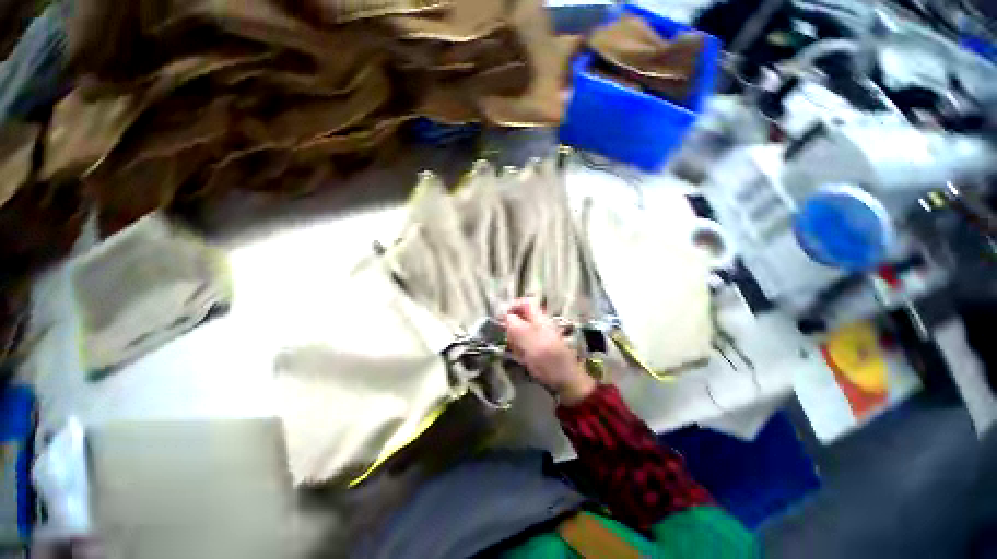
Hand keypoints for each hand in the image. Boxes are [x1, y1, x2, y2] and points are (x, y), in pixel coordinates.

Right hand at [503, 298, 596, 404]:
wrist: (567, 383)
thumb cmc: (549, 361)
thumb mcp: (530, 342)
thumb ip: (516, 326)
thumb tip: (505, 315)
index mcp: (540, 319)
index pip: (525, 302)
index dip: (512, 306)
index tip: (501, 318)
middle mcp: (541, 325)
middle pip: (521, 318)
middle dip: (511, 328)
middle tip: (509, 340)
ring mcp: (541, 338)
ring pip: (520, 332)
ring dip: (515, 341)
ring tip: (517, 353)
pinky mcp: (540, 350)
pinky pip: (524, 346)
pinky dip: (520, 351)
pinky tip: (523, 360)